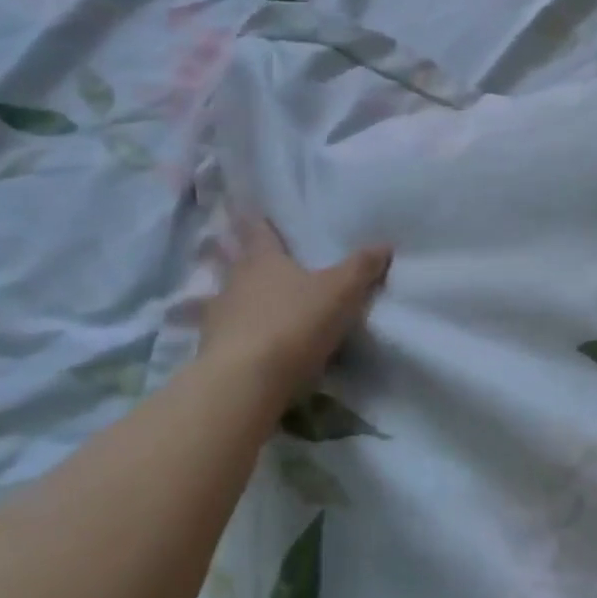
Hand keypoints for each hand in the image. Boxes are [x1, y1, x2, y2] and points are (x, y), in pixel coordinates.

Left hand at [199, 219, 390, 393]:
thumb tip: (384, 245)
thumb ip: (361, 267)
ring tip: (264, 307)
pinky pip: (229, 336)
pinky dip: (242, 336)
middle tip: (270, 263)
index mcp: (262, 259)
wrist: (244, 383)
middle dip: (254, 262)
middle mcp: (234, 281)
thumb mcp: (341, 292)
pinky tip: (257, 345)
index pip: (259, 230)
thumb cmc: (293, 323)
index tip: (259, 214)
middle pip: (241, 263)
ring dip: (245, 301)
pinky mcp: (212, 353)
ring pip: (232, 300)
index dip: (260, 221)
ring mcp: (217, 318)